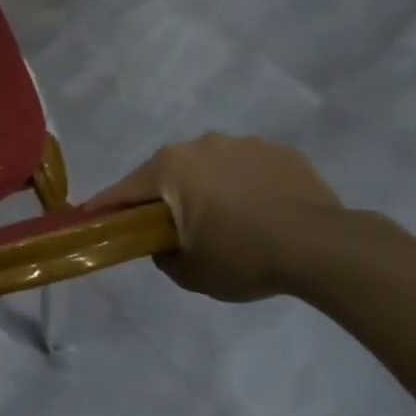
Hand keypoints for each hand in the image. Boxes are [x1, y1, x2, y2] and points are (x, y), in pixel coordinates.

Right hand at [82, 134, 343, 301]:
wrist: (323, 248)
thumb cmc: (241, 256)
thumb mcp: (188, 272)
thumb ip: (162, 255)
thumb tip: (164, 244)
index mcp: (168, 168)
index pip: (124, 191)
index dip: (106, 208)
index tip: (92, 219)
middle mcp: (200, 145)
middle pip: (169, 174)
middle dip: (167, 198)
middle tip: (178, 230)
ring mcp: (244, 144)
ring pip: (213, 168)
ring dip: (211, 189)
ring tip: (233, 224)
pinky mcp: (282, 152)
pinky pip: (251, 170)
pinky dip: (249, 187)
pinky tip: (266, 215)